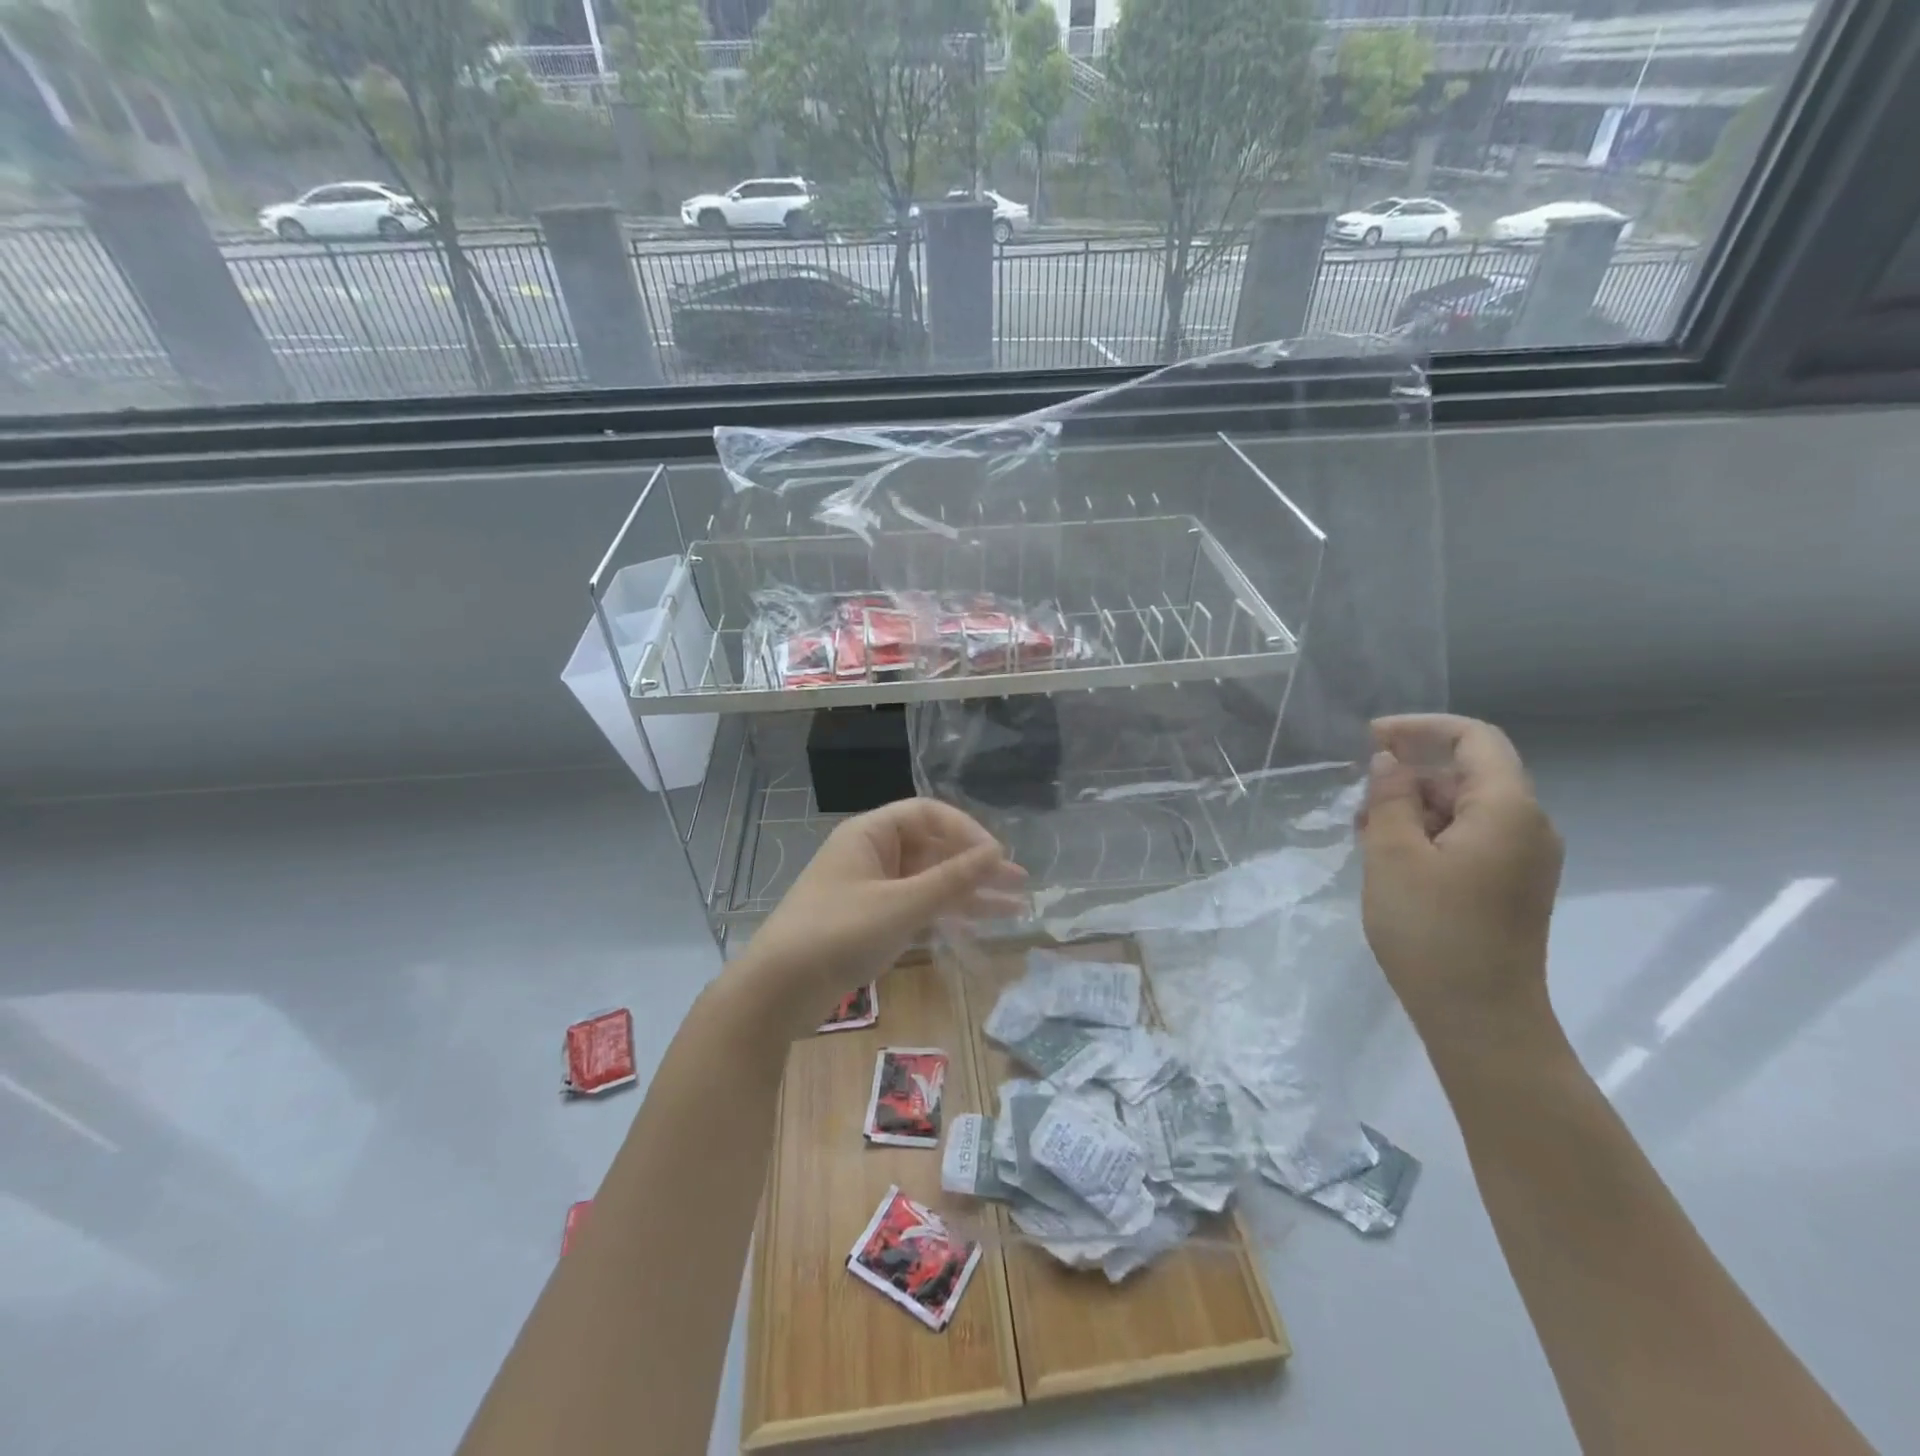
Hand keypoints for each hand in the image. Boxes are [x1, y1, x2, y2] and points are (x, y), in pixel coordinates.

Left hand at [735, 798, 1025, 1035]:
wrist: (778, 989)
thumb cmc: (838, 933)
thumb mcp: (901, 905)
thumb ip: (951, 880)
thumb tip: (997, 853)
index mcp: (870, 834)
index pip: (928, 814)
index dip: (966, 830)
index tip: (997, 857)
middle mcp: (872, 855)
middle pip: (933, 849)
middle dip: (976, 866)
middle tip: (1019, 883)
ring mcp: (872, 890)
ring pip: (929, 882)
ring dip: (968, 893)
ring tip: (1015, 908)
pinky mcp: (872, 922)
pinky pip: (917, 907)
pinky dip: (946, 915)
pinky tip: (978, 927)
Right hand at [1358, 715, 1563, 1045]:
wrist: (1480, 1018)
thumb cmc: (1432, 929)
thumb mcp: (1393, 855)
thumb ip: (1390, 798)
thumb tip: (1390, 762)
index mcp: (1508, 810)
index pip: (1474, 739)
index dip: (1421, 728)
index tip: (1371, 738)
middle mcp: (1528, 826)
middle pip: (1468, 774)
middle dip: (1410, 777)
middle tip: (1358, 803)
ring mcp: (1523, 859)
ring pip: (1465, 809)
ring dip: (1414, 809)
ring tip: (1365, 834)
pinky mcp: (1511, 885)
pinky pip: (1470, 839)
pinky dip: (1429, 835)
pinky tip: (1390, 858)